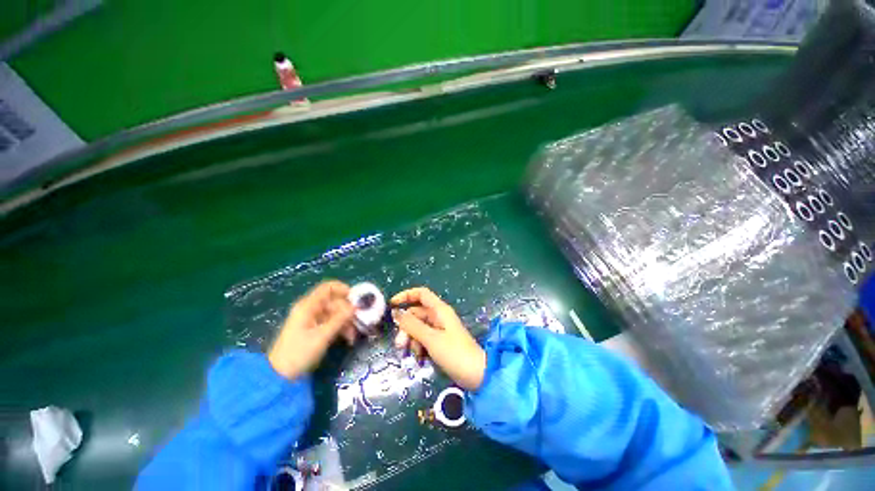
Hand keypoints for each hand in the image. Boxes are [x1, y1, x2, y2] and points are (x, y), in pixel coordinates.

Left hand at [268, 281, 356, 379]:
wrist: (280, 377)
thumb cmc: (299, 353)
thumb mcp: (322, 336)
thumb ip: (340, 319)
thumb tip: (355, 306)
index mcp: (308, 306)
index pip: (328, 287)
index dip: (343, 289)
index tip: (357, 299)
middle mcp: (310, 309)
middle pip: (334, 301)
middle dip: (348, 311)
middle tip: (358, 321)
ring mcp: (312, 320)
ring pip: (335, 313)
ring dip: (346, 322)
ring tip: (353, 336)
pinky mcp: (314, 330)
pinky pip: (331, 323)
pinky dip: (340, 328)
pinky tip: (348, 339)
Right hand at [391, 287, 485, 390]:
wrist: (476, 375)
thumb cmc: (455, 353)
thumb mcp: (431, 339)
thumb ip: (412, 325)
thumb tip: (395, 313)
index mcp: (440, 310)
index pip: (421, 294)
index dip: (406, 296)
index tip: (392, 305)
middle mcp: (439, 317)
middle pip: (416, 314)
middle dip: (406, 328)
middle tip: (400, 346)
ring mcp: (439, 330)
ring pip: (418, 328)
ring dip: (412, 340)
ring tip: (414, 356)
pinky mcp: (440, 342)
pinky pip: (423, 339)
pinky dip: (419, 347)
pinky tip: (420, 359)